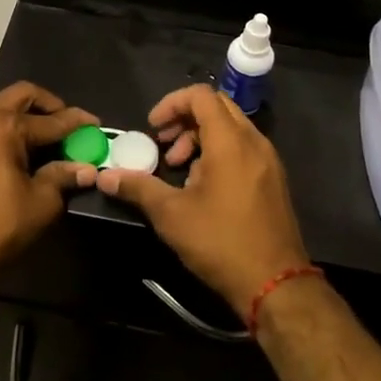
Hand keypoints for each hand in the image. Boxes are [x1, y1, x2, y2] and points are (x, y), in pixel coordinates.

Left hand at [0, 83, 98, 286]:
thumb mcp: (41, 202)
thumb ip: (63, 177)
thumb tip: (87, 169)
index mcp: (5, 126)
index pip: (51, 120)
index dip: (76, 123)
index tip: (94, 124)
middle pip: (20, 95)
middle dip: (47, 105)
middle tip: (64, 123)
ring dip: (19, 114)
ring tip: (38, 137)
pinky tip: (9, 151)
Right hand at [97, 84, 309, 317]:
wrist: (275, 285)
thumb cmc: (221, 242)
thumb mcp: (171, 215)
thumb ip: (138, 188)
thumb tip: (105, 177)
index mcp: (230, 141)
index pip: (201, 96)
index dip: (172, 103)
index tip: (153, 128)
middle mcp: (254, 142)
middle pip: (217, 107)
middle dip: (185, 119)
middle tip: (164, 144)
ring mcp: (268, 161)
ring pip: (231, 128)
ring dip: (200, 137)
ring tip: (179, 168)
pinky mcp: (273, 180)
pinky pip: (243, 148)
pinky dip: (219, 152)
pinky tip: (202, 186)